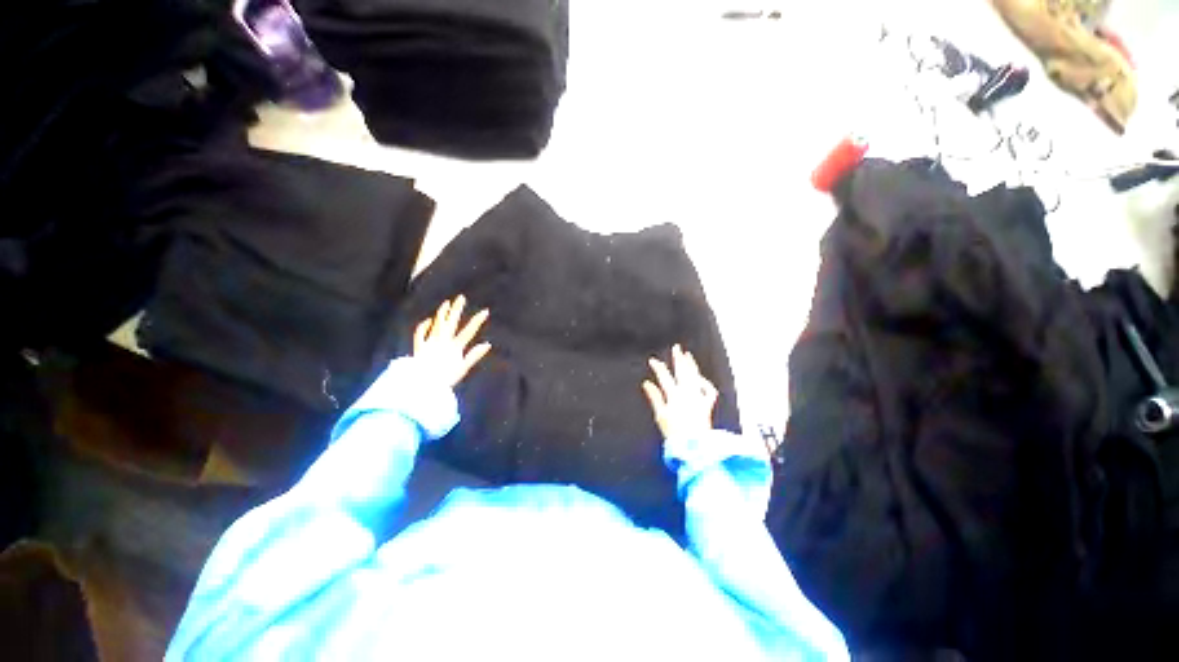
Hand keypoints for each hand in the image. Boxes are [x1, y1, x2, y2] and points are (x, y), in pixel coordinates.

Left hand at [413, 295, 491, 387]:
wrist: (421, 385)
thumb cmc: (444, 379)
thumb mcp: (462, 369)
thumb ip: (474, 356)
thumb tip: (488, 344)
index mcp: (454, 347)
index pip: (468, 331)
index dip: (477, 321)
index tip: (485, 311)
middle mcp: (442, 342)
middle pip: (450, 323)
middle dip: (457, 309)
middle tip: (461, 297)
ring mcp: (430, 343)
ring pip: (436, 324)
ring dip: (441, 313)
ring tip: (446, 303)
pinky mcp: (419, 348)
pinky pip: (420, 334)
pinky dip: (424, 326)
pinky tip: (428, 320)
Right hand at [642, 344, 718, 439]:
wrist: (694, 446)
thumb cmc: (675, 434)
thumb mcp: (660, 416)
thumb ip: (655, 397)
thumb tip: (646, 383)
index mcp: (674, 396)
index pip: (665, 377)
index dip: (658, 367)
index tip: (653, 360)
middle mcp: (687, 394)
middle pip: (683, 372)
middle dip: (679, 359)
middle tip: (677, 347)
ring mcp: (698, 398)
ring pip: (695, 377)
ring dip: (692, 365)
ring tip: (688, 355)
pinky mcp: (706, 406)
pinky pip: (709, 391)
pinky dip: (705, 383)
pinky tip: (700, 379)